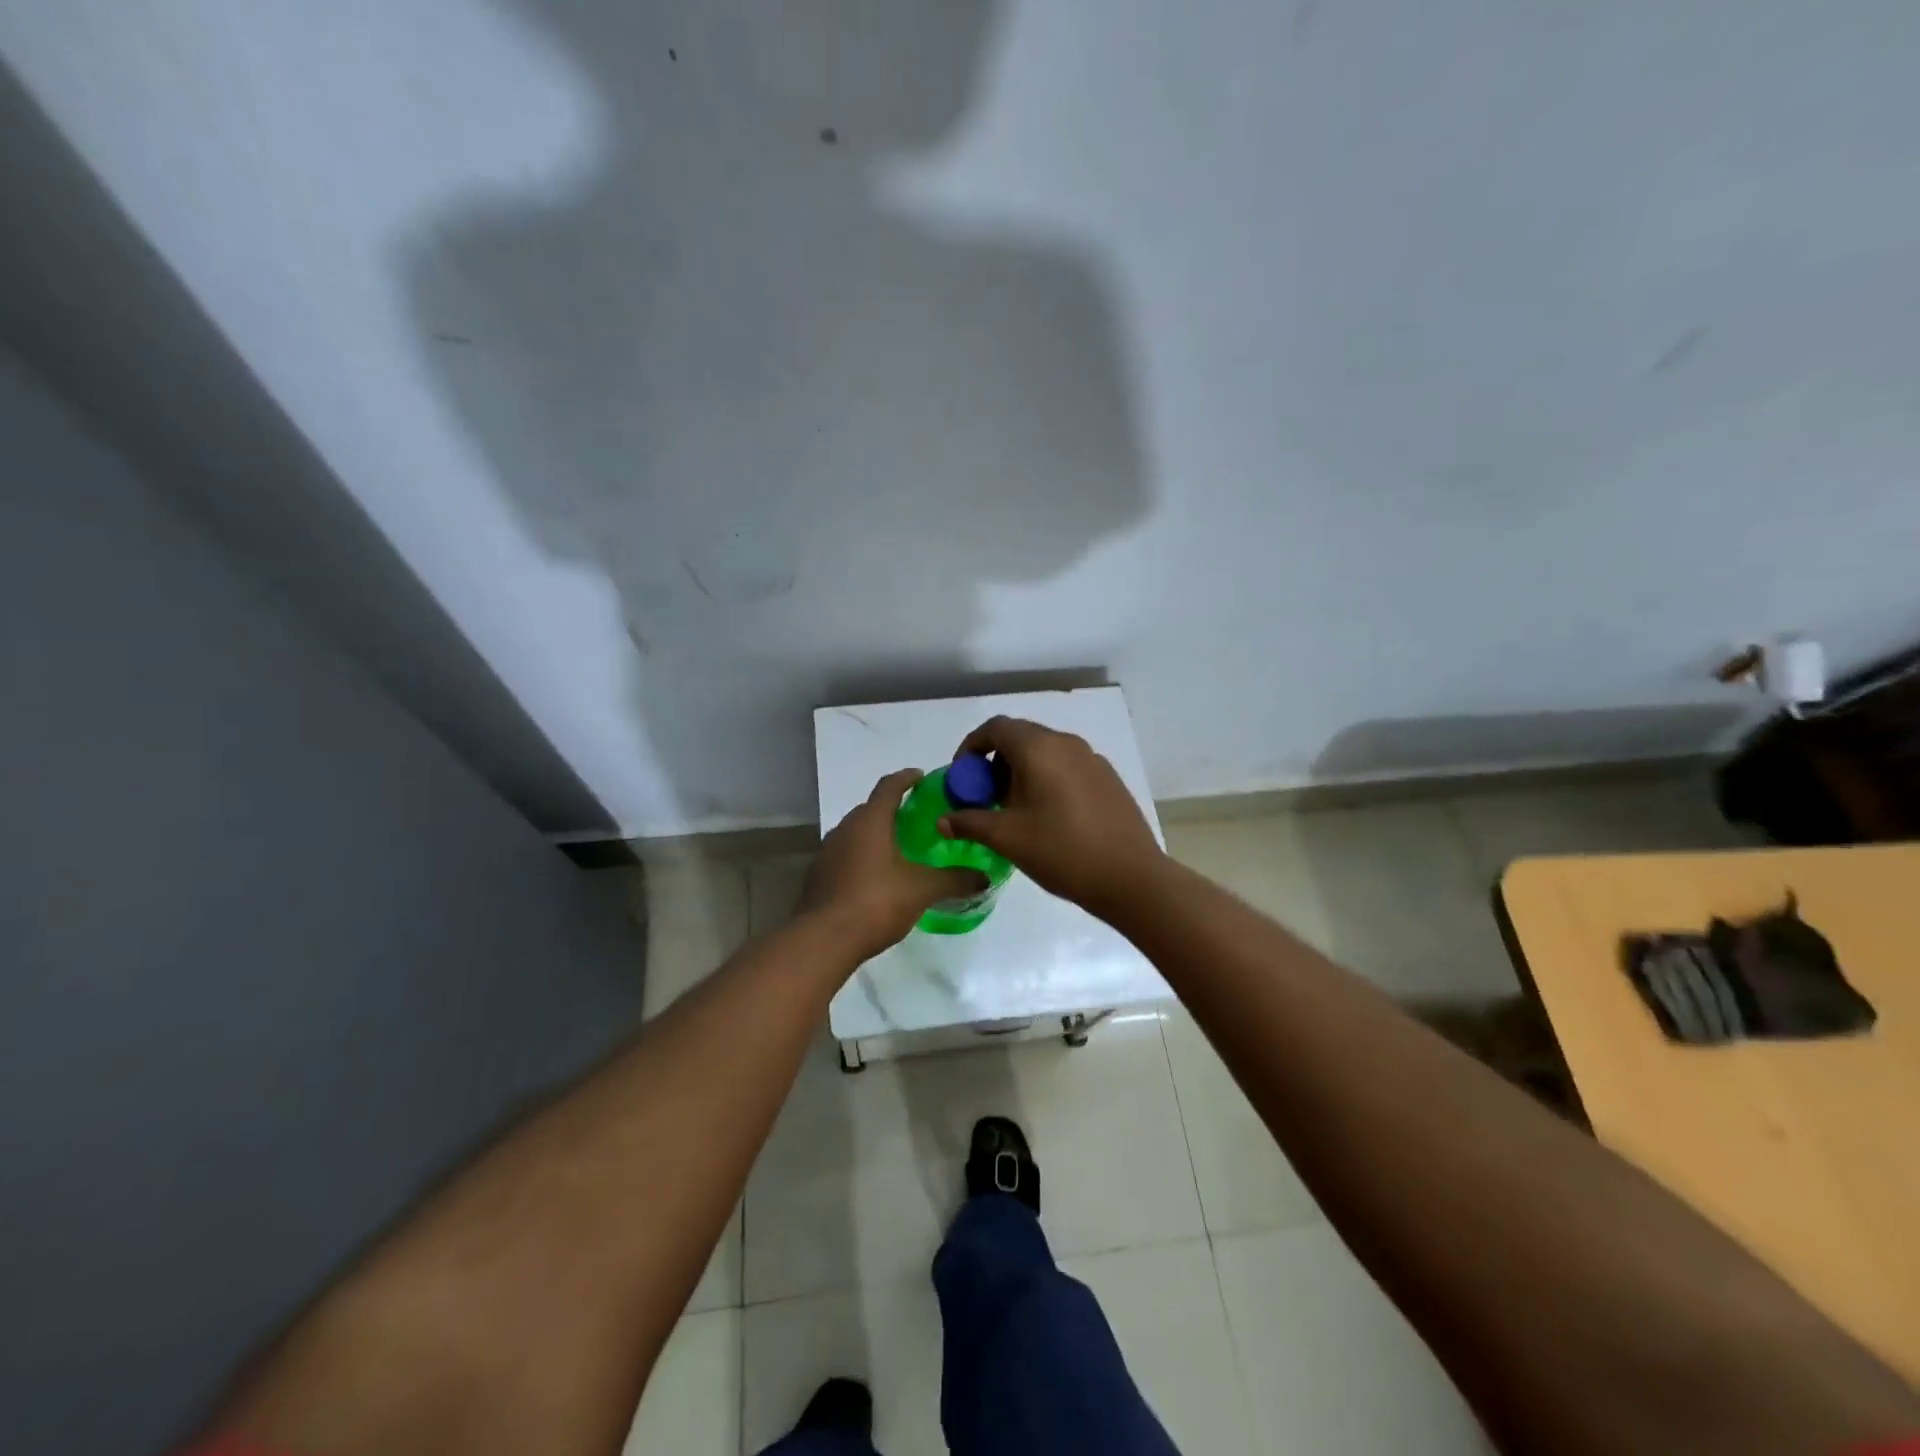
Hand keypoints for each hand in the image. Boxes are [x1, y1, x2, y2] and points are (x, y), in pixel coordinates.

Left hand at [799, 768, 988, 960]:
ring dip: (875, 835)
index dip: (906, 778)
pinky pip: (845, 855)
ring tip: (898, 849)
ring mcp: (827, 852)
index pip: (889, 786)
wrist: (823, 940)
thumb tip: (984, 878)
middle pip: (870, 808)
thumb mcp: (922, 890)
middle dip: (892, 809)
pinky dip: (862, 857)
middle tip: (916, 819)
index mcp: (870, 821)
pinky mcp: (818, 875)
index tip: (921, 777)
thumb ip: (954, 880)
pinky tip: (876, 877)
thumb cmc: (875, 902)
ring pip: (855, 833)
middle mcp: (845, 828)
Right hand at [939, 717, 1164, 917]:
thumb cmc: (1062, 851)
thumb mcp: (1008, 838)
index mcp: (1039, 749)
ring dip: (1021, 771)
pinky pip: (1066, 766)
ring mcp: (1092, 759)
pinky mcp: (1108, 778)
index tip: (962, 776)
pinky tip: (1047, 816)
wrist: (1131, 877)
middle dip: (995, 761)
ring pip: (1045, 752)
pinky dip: (1046, 778)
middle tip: (984, 797)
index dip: (971, 746)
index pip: (996, 727)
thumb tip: (943, 820)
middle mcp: (1066, 743)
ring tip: (1014, 810)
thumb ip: (970, 822)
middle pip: (1020, 737)